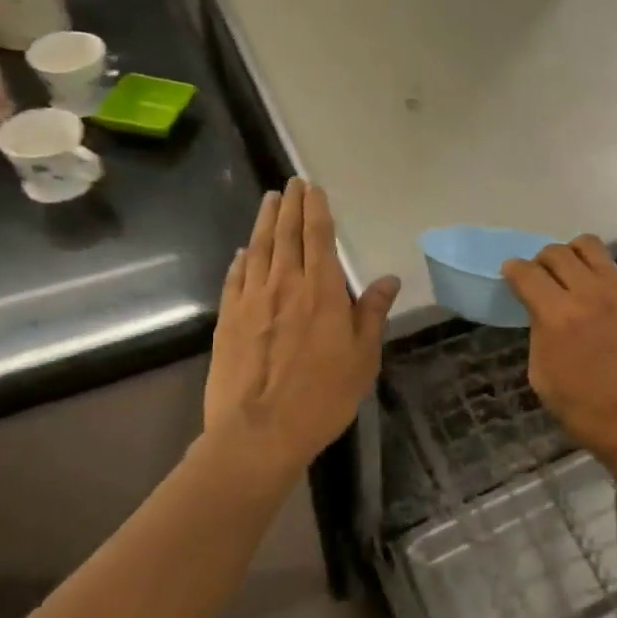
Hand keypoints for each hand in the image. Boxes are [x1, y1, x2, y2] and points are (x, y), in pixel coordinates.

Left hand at [202, 178, 399, 496]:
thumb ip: (372, 313)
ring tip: (268, 200)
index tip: (313, 188)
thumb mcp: (362, 358)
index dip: (316, 209)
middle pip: (286, 235)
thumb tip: (389, 278)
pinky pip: (235, 279)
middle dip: (290, 206)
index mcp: (321, 292)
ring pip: (259, 250)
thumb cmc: (322, 397)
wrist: (258, 433)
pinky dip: (241, 260)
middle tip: (291, 183)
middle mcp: (284, 286)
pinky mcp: (228, 321)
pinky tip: (243, 252)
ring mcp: (251, 301)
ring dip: (265, 222)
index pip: (318, 238)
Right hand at [503, 236, 616, 518]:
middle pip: (557, 252)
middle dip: (542, 262)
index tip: (512, 274)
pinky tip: (605, 307)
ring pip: (590, 247)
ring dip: (573, 256)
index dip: (514, 270)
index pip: (527, 272)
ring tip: (572, 276)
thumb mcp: (543, 377)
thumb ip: (540, 333)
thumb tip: (542, 313)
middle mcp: (589, 292)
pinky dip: (603, 281)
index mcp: (557, 315)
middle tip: (542, 279)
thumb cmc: (587, 412)